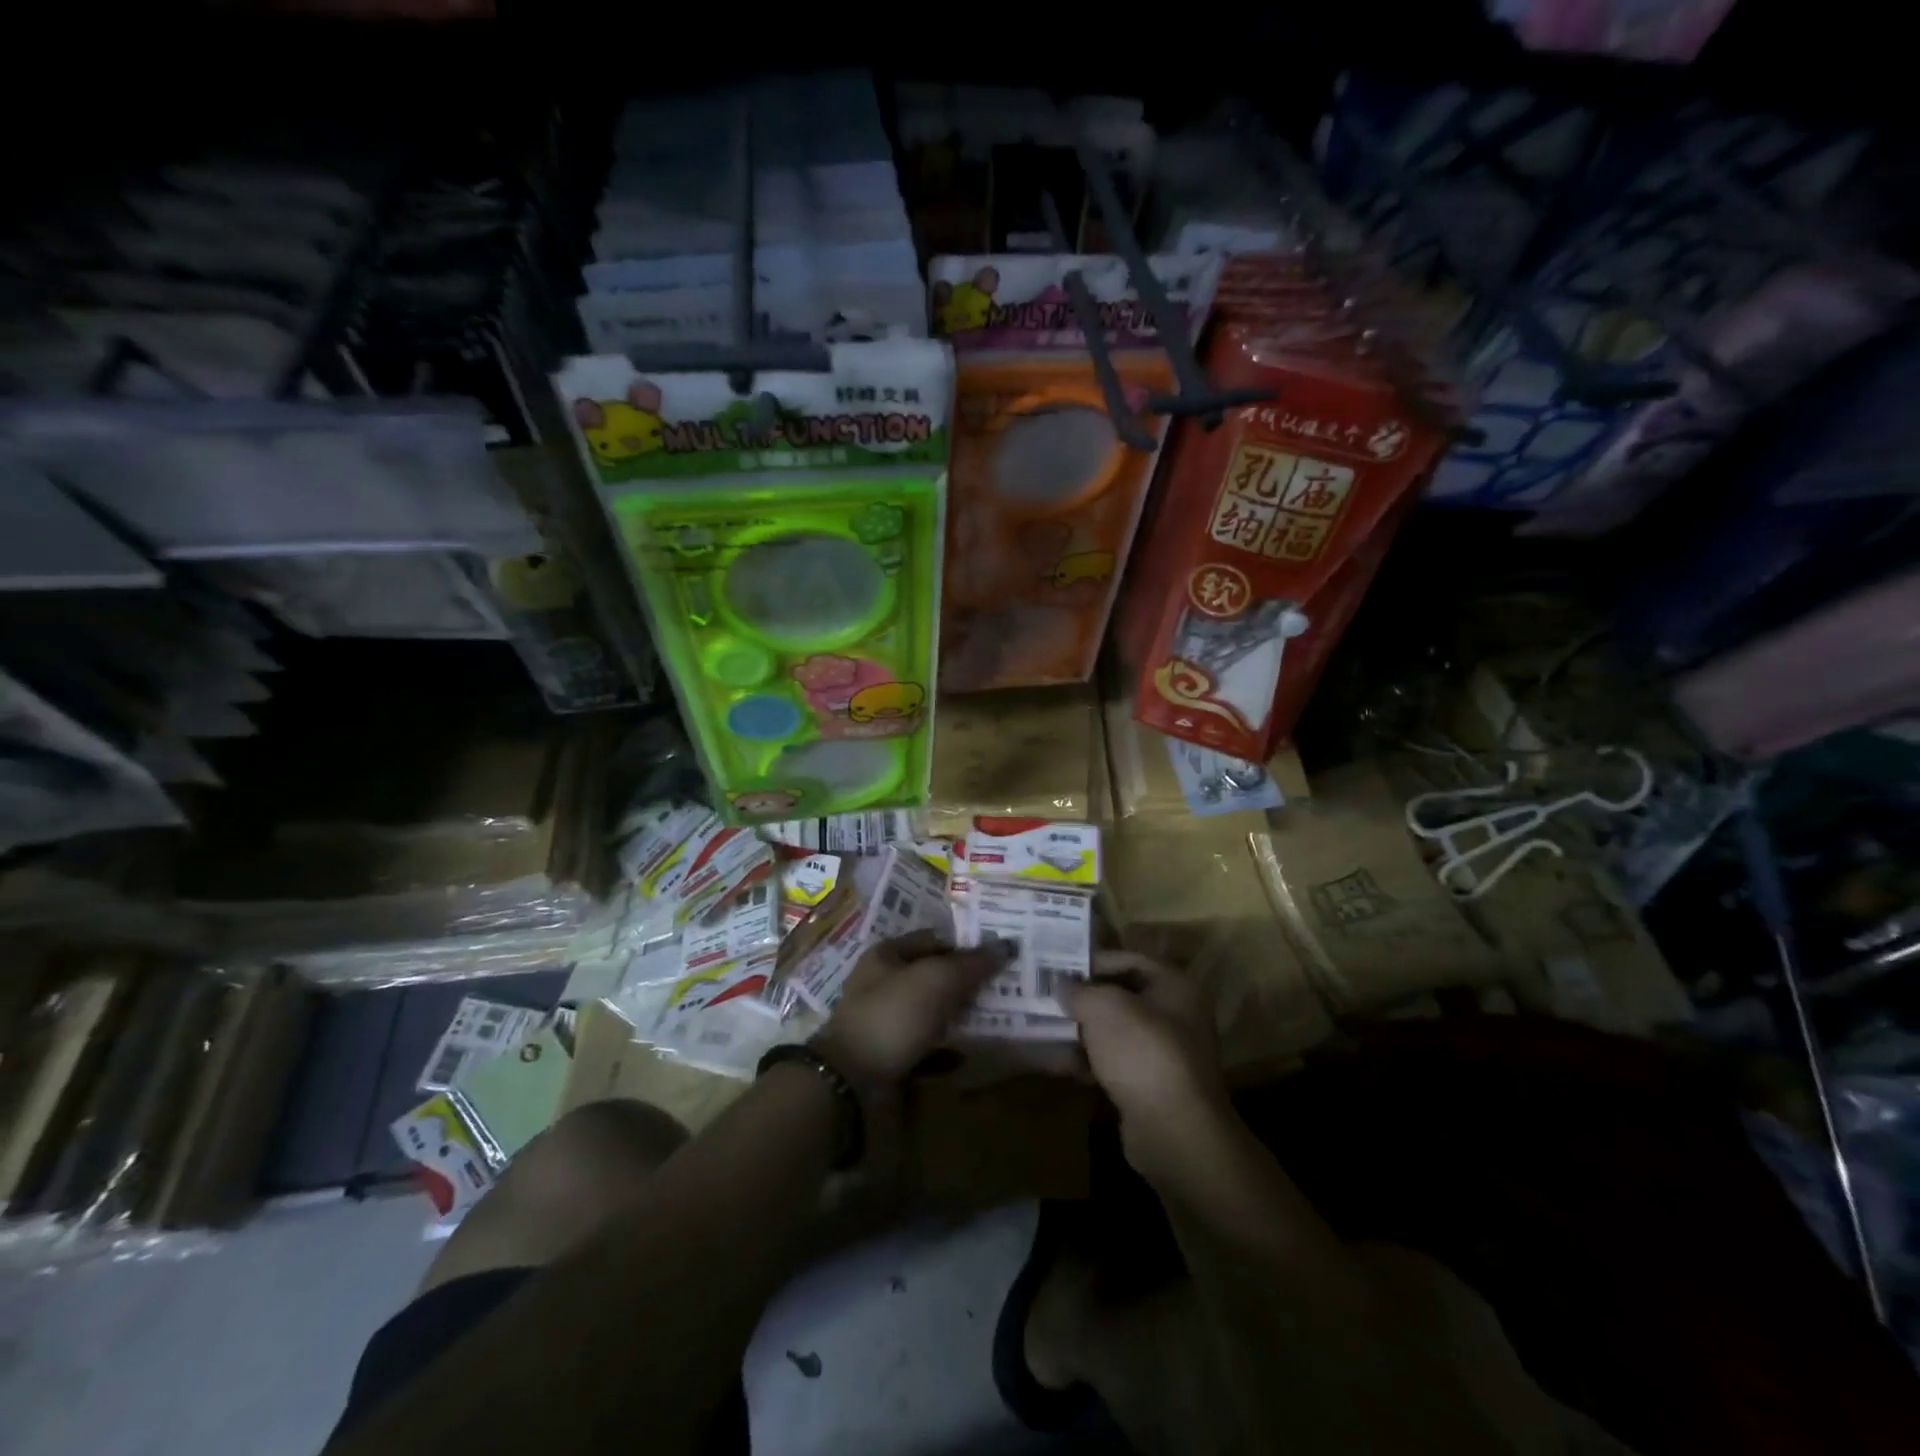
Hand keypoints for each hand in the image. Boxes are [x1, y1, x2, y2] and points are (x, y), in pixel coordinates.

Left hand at [813, 931, 1009, 1083]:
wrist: (852, 1081)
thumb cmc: (894, 1015)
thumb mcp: (937, 980)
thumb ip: (972, 963)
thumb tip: (1006, 946)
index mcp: (887, 954)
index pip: (934, 939)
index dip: (966, 945)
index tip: (998, 957)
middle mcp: (883, 982)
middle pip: (933, 975)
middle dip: (965, 982)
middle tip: (1003, 988)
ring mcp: (884, 1020)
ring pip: (931, 1010)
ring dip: (958, 1015)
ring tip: (994, 1019)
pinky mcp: (889, 1053)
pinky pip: (925, 1044)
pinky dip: (946, 1046)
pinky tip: (968, 1052)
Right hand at [1063, 952, 1231, 1171]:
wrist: (1174, 1132)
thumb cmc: (1142, 1052)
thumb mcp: (1103, 1007)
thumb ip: (1080, 991)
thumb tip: (1063, 987)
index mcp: (1173, 986)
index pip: (1130, 960)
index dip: (1094, 961)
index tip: (1059, 968)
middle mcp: (1175, 1016)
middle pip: (1121, 997)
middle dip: (1083, 999)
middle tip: (1048, 998)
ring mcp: (1164, 1054)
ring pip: (1115, 1032)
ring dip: (1081, 1032)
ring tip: (1045, 1030)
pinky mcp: (1151, 1087)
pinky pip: (1114, 1064)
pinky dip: (1089, 1062)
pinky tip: (1059, 1065)